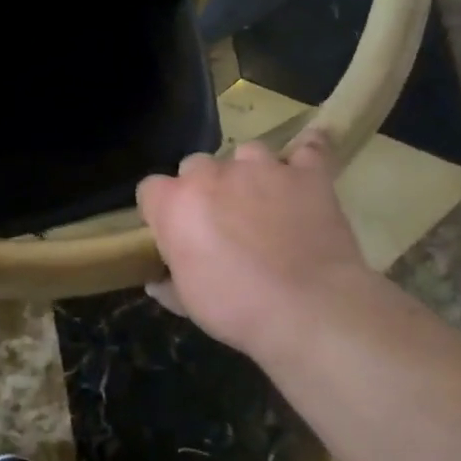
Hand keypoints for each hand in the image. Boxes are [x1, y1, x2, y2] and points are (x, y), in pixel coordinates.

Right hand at [136, 133, 379, 359]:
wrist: (309, 311)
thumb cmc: (236, 309)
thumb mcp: (188, 302)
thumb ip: (169, 283)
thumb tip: (157, 282)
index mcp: (174, 204)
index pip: (150, 189)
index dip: (161, 210)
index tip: (173, 231)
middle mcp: (211, 175)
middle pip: (195, 165)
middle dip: (203, 187)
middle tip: (219, 220)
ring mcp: (261, 169)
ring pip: (246, 153)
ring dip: (249, 172)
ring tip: (262, 198)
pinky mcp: (307, 175)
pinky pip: (309, 149)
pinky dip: (307, 154)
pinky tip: (307, 164)